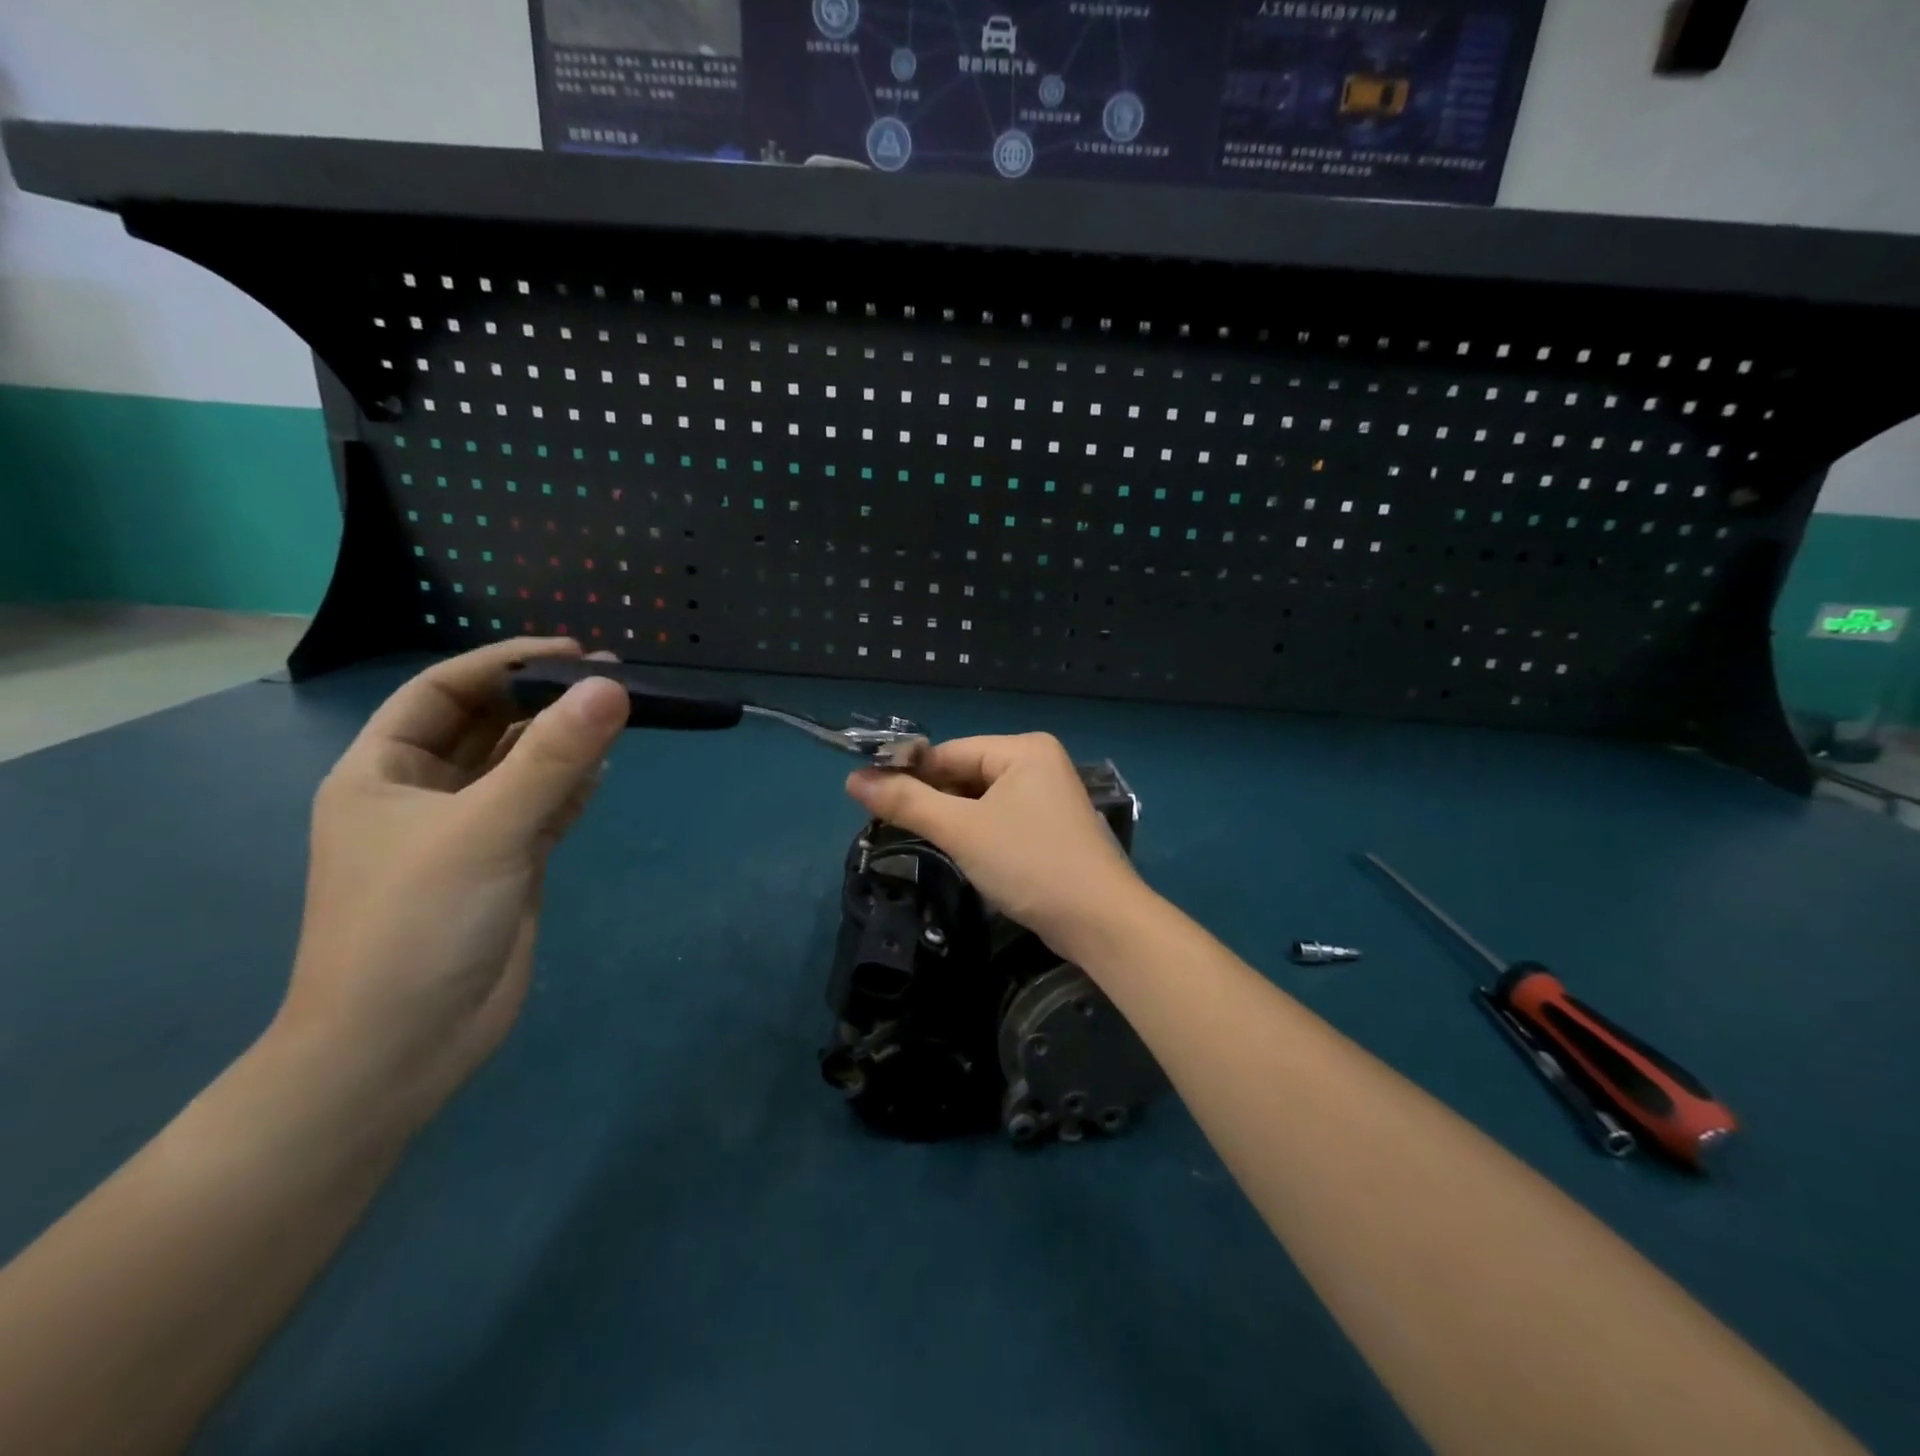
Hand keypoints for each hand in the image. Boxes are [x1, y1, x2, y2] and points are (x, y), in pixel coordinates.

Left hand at [273, 639, 629, 1131]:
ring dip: (565, 742)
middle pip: (489, 726)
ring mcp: (469, 832)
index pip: (443, 692)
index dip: (503, 664)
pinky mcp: (508, 865)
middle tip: (611, 678)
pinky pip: (545, 808)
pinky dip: (574, 787)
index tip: (570, 651)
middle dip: (543, 700)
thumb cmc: (416, 926)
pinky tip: (604, 770)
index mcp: (383, 773)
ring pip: (523, 767)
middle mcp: (424, 795)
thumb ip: (553, 758)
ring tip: (618, 715)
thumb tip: (611, 686)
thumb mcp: (484, 829)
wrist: (402, 1047)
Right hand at [846, 733, 1147, 955]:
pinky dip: (976, 832)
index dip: (909, 773)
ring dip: (952, 819)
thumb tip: (852, 780)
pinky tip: (960, 852)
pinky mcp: (1050, 827)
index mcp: (1023, 749)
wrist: (1100, 922)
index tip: (869, 798)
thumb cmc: (1029, 864)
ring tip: (921, 841)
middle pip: (965, 773)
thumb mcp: (962, 831)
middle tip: (891, 826)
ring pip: (981, 799)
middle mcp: (1038, 763)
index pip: (949, 752)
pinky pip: (999, 818)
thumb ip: (908, 802)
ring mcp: (1048, 796)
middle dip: (932, 799)